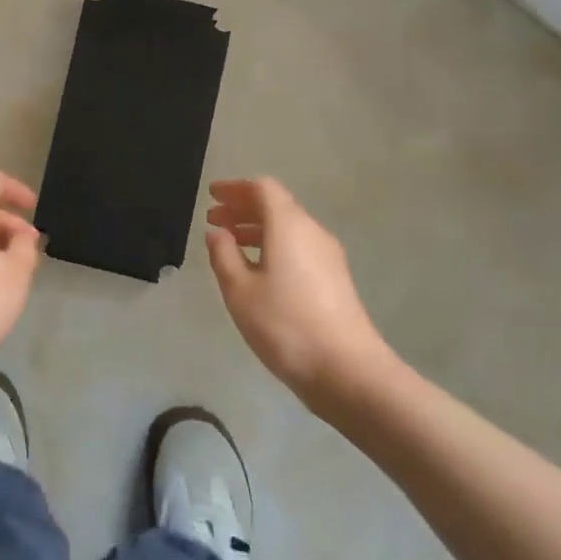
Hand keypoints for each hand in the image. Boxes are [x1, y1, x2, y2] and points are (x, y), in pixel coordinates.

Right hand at [205, 177, 396, 407]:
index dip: (235, 188)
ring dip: (256, 229)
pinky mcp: (335, 279)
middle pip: (276, 205)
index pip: (262, 188)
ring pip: (288, 228)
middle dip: (243, 208)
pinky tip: (257, 270)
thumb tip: (218, 233)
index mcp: (288, 225)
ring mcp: (328, 256)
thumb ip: (223, 255)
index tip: (212, 195)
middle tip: (214, 219)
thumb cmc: (285, 324)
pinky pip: (298, 247)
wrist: (348, 371)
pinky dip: (273, 246)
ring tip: (229, 244)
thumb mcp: (240, 290)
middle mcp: (312, 231)